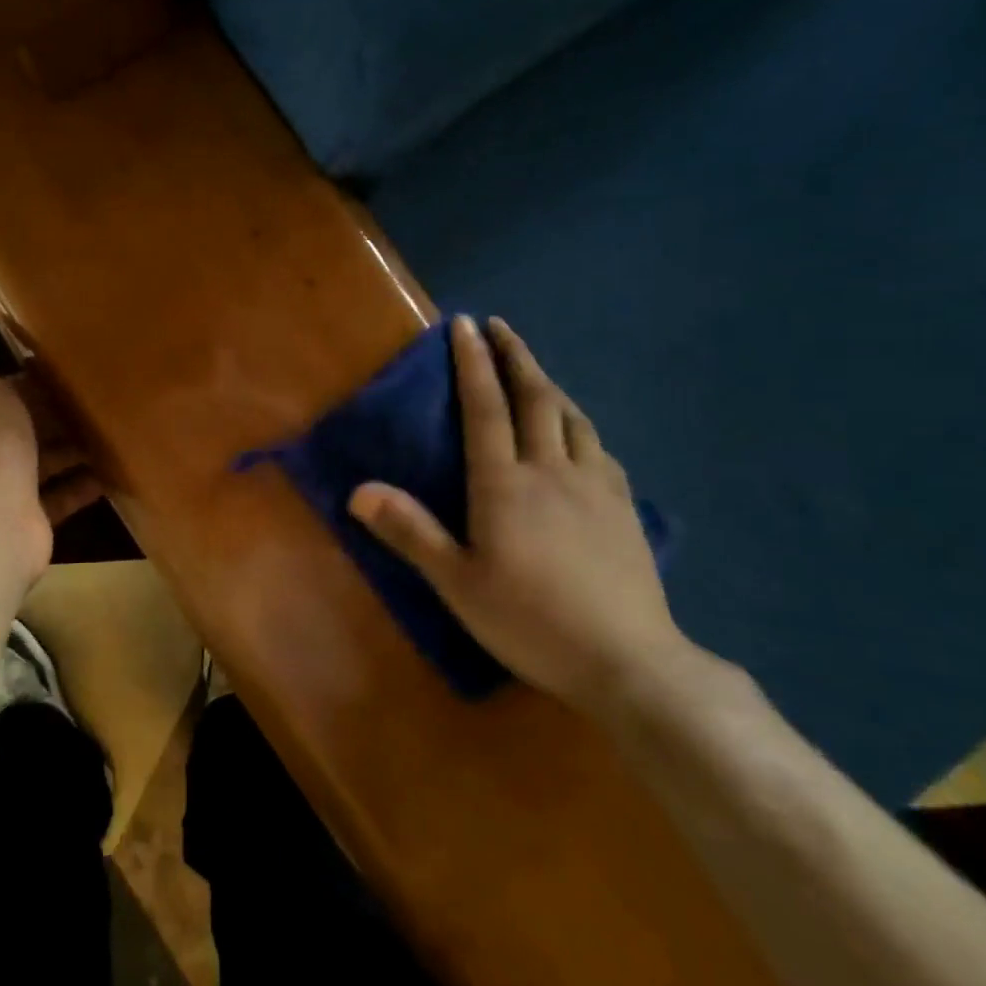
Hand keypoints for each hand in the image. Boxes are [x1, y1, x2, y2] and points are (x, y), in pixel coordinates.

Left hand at [0, 328, 104, 591]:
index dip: (24, 381)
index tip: (62, 368)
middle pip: (20, 427)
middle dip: (53, 414)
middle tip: (97, 397)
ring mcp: (3, 486)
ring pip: (41, 461)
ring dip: (71, 449)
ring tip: (110, 431)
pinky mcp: (29, 515)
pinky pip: (60, 496)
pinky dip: (81, 485)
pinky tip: (109, 473)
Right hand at [349, 315, 690, 711]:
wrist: (627, 660)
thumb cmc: (529, 621)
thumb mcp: (457, 583)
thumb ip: (410, 532)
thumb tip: (358, 491)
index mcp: (505, 484)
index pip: (486, 407)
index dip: (472, 363)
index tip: (464, 324)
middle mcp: (551, 470)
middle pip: (535, 397)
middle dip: (515, 356)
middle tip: (501, 327)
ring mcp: (595, 485)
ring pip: (572, 417)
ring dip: (549, 384)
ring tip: (534, 371)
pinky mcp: (624, 506)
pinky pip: (598, 446)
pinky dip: (579, 423)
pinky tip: (578, 432)